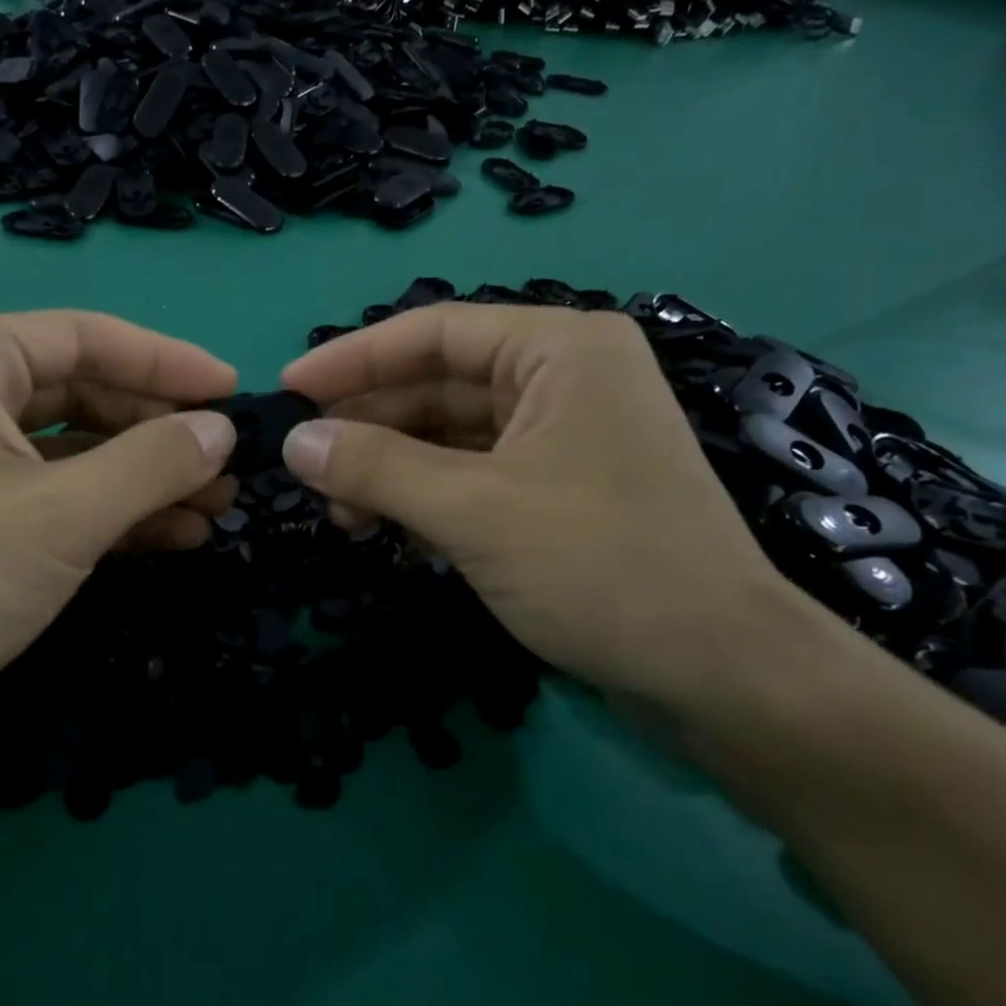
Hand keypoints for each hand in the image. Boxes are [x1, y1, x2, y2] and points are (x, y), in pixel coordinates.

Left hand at [0, 311, 238, 772]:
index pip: (87, 337)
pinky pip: (54, 492)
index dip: (169, 363)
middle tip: (230, 464)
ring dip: (144, 477)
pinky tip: (172, 534)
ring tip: (216, 505)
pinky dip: (111, 511)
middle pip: (84, 391)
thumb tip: (222, 431)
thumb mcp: (63, 516)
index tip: (234, 391)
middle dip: (160, 432)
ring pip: (74, 448)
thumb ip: (153, 463)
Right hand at [278, 304, 806, 711]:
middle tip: (307, 470)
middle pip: (437, 386)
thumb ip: (377, 467)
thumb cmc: (600, 566)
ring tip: (343, 516)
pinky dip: (425, 498)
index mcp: (558, 350)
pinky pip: (471, 476)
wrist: (717, 672)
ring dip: (391, 470)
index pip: (433, 333)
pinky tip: (388, 531)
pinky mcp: (557, 491)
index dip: (353, 359)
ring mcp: (562, 437)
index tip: (289, 390)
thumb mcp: (474, 510)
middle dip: (370, 428)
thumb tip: (294, 441)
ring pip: (450, 436)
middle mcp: (563, 379)